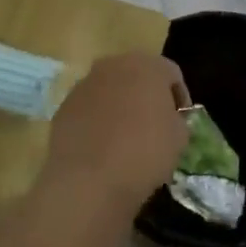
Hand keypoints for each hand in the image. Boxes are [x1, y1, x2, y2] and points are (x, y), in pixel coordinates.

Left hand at [40, 53, 189, 217]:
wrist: (90, 180)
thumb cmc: (145, 153)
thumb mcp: (180, 137)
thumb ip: (177, 119)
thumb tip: (167, 120)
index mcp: (147, 66)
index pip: (172, 74)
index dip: (180, 97)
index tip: (181, 121)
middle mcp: (113, 65)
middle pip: (137, 75)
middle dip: (147, 96)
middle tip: (154, 125)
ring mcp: (84, 84)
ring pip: (110, 90)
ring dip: (120, 106)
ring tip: (126, 138)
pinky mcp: (64, 107)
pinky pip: (89, 108)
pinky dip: (97, 121)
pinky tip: (102, 147)